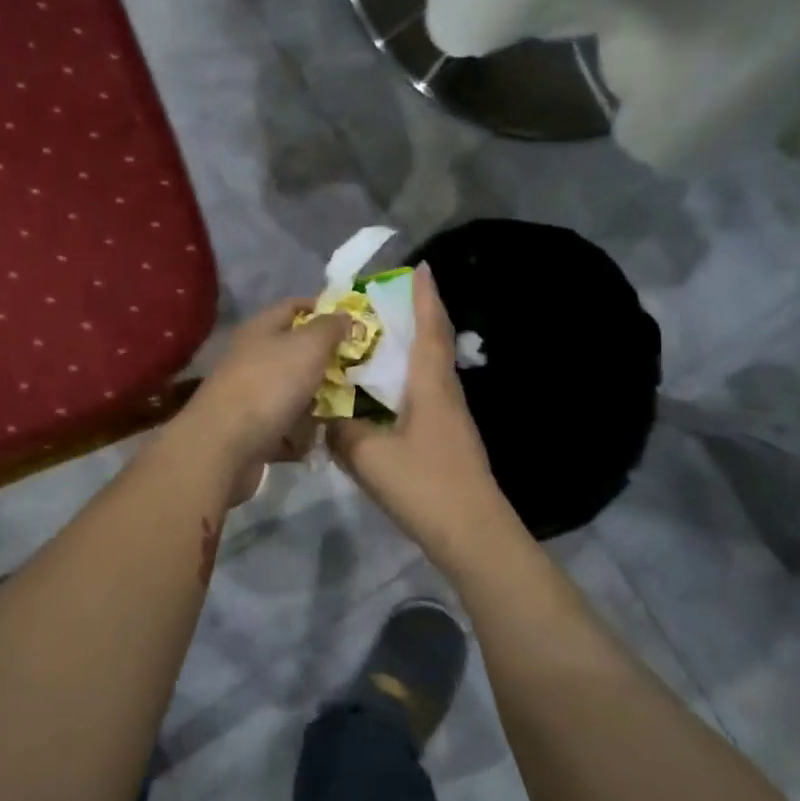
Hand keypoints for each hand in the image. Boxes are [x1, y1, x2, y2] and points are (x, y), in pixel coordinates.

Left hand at [183, 298, 348, 485]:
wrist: (224, 446)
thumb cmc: (270, 385)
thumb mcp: (308, 346)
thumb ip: (329, 328)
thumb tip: (343, 315)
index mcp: (260, 330)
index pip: (293, 307)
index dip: (322, 310)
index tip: (353, 323)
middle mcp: (252, 359)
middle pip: (295, 354)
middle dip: (326, 363)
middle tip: (358, 371)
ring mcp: (250, 397)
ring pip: (293, 393)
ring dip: (316, 403)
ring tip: (344, 411)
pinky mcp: (252, 431)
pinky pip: (285, 428)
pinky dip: (300, 436)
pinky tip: (317, 441)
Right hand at [328, 266, 512, 561]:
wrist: (472, 533)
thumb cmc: (425, 485)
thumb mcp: (369, 456)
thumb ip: (343, 431)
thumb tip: (327, 417)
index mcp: (432, 386)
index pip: (429, 329)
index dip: (425, 297)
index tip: (421, 267)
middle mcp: (446, 394)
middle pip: (433, 345)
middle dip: (416, 318)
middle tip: (385, 302)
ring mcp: (451, 419)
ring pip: (429, 373)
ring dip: (409, 352)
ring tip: (376, 344)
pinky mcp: (448, 441)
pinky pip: (424, 398)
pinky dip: (404, 384)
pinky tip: (382, 397)